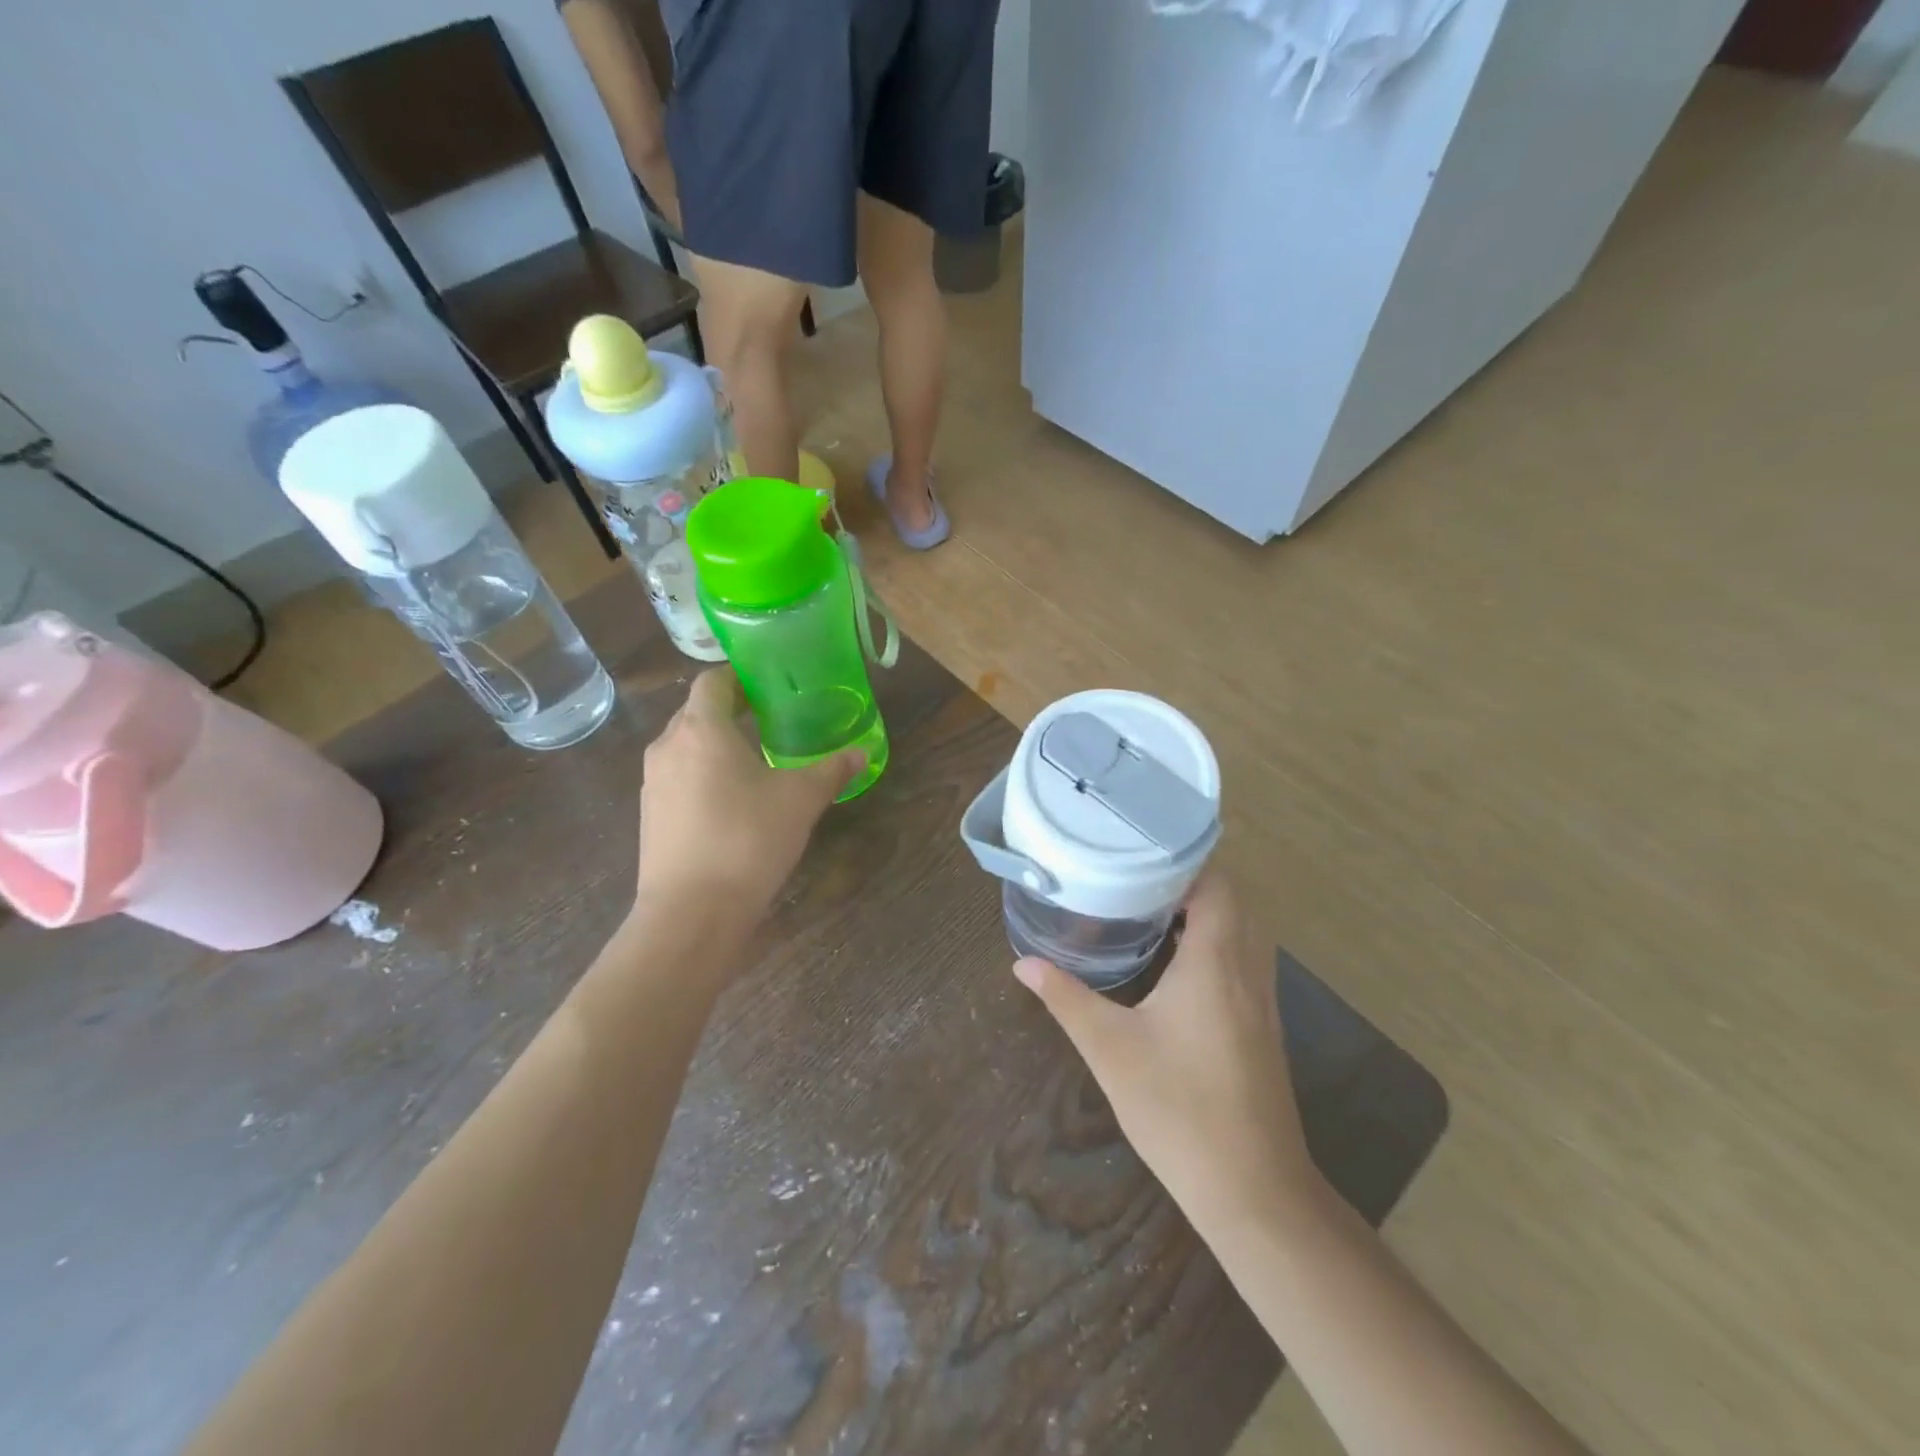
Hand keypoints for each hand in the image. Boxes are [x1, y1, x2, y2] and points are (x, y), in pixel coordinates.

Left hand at [635, 668, 864, 917]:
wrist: (691, 913)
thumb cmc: (748, 840)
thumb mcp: (801, 800)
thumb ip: (831, 770)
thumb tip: (861, 753)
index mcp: (702, 729)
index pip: (713, 680)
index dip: (740, 676)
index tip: (769, 684)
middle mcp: (668, 746)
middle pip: (696, 711)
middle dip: (731, 709)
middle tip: (771, 717)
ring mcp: (653, 783)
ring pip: (685, 745)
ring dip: (716, 742)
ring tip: (755, 757)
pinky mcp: (649, 815)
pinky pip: (678, 776)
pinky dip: (703, 773)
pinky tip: (732, 799)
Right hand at [1012, 872, 1321, 1233]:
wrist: (1253, 1188)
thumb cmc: (1178, 1108)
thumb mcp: (1110, 1049)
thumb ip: (1066, 998)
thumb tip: (1023, 963)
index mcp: (1215, 961)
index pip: (1216, 884)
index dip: (1185, 859)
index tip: (1141, 848)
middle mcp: (1247, 969)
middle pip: (1235, 900)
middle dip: (1192, 880)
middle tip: (1138, 874)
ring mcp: (1263, 999)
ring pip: (1246, 930)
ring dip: (1210, 910)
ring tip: (1155, 905)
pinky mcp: (1264, 1025)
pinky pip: (1246, 958)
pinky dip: (1219, 940)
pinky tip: (1180, 961)